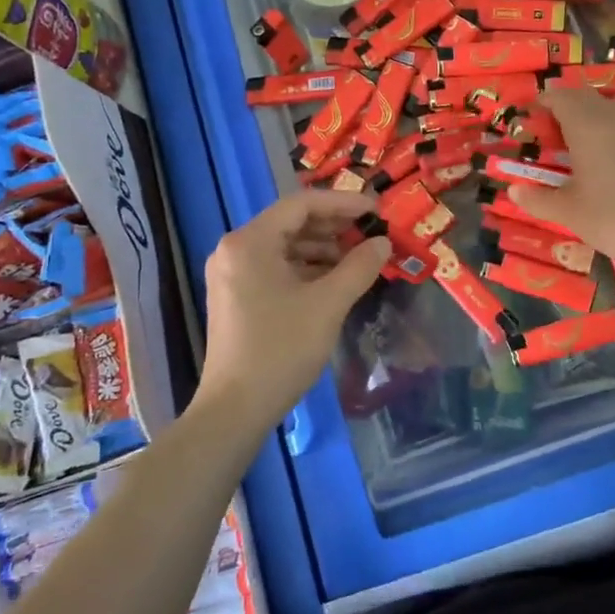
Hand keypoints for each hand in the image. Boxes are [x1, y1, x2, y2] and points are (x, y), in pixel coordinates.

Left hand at [196, 190, 391, 432]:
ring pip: (285, 247)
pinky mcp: (236, 297)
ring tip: (359, 258)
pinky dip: (306, 269)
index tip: (377, 211)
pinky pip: (276, 268)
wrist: (235, 409)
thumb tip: (383, 243)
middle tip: (372, 234)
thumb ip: (359, 266)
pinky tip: (334, 280)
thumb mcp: (328, 304)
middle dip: (334, 227)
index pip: (302, 204)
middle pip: (291, 223)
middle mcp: (234, 249)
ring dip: (323, 249)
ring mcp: (231, 274)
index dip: (343, 204)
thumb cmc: (281, 349)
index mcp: (249, 242)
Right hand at [508, 86, 614, 271]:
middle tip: (546, 137)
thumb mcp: (568, 212)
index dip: (539, 105)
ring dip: (585, 116)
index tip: (527, 124)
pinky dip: (606, 129)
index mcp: (586, 125)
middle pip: (581, 96)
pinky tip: (602, 159)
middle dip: (560, 108)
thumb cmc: (614, 218)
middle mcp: (611, 116)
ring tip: (573, 146)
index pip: (557, 97)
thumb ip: (537, 198)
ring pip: (605, 105)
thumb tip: (513, 191)